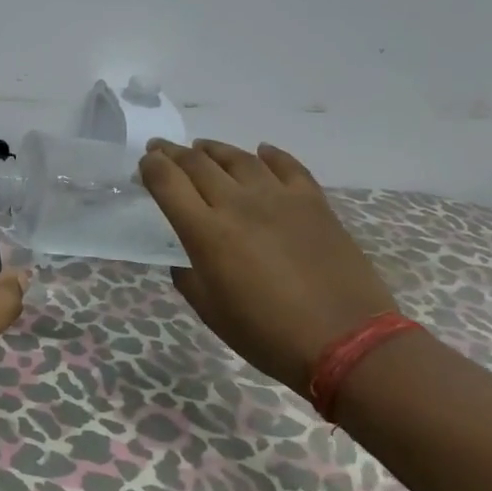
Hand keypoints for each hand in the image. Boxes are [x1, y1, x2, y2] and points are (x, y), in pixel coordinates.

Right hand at [138, 138, 397, 393]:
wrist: (347, 342)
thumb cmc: (268, 335)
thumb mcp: (211, 311)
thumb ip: (188, 276)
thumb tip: (185, 257)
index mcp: (207, 232)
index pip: (167, 181)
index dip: (150, 167)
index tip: (144, 164)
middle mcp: (238, 204)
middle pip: (197, 163)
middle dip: (172, 152)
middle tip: (161, 148)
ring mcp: (279, 198)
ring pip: (238, 157)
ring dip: (213, 149)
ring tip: (202, 148)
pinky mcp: (313, 202)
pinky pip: (287, 166)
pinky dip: (269, 155)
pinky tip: (261, 152)